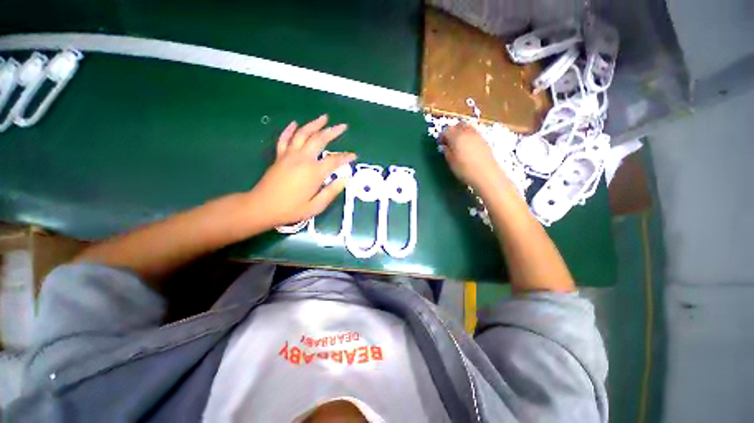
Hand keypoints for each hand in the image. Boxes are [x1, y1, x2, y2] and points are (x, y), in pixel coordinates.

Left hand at [250, 115, 356, 227]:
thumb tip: (346, 179)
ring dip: (314, 124)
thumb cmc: (291, 209)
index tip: (354, 155)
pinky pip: (284, 139)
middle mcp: (303, 159)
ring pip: (303, 134)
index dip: (346, 157)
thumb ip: (332, 191)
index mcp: (314, 172)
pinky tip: (294, 123)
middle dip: (332, 132)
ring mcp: (289, 155)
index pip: (335, 160)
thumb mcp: (316, 206)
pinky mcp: (279, 156)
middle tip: (342, 126)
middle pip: (319, 139)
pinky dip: (289, 130)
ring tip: (324, 117)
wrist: (262, 207)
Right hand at [440, 123, 508, 193]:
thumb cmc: (465, 170)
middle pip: (457, 126)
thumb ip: (447, 152)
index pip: (446, 131)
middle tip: (448, 142)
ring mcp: (477, 135)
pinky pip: (474, 133)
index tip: (440, 144)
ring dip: (461, 133)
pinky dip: (468, 137)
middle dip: (452, 131)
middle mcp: (467, 132)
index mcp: (456, 137)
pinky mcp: (484, 140)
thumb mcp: (451, 162)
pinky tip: (467, 147)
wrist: (486, 175)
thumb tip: (445, 146)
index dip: (441, 137)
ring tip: (458, 144)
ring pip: (467, 128)